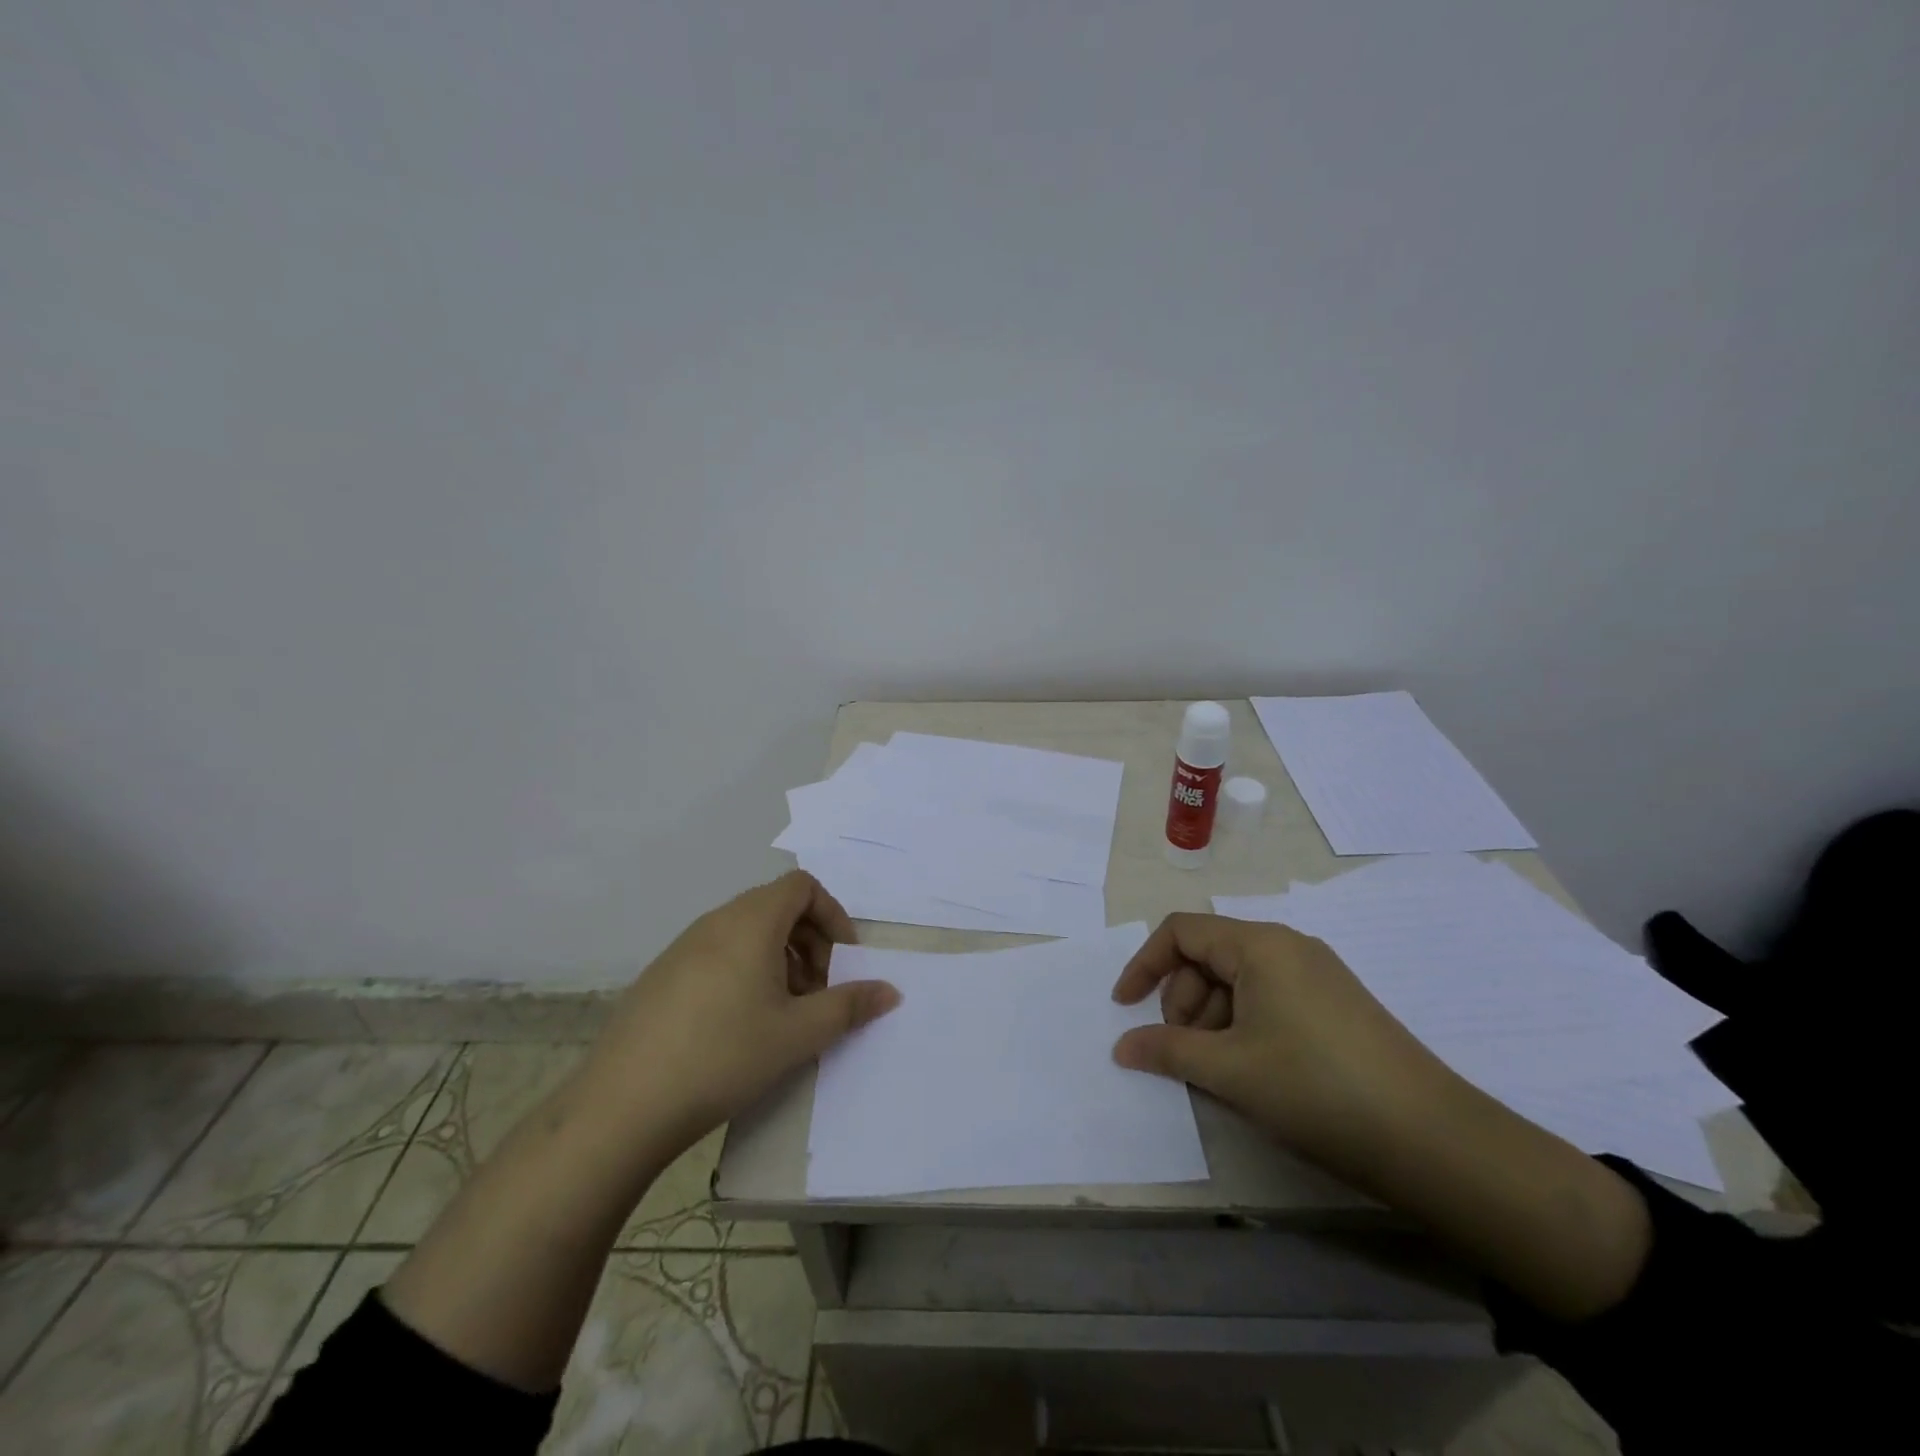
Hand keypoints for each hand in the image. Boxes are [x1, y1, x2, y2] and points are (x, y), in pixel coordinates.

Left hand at [580, 871, 900, 1160]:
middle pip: (776, 906)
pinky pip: (718, 953)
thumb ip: (850, 1006)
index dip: (832, 915)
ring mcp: (682, 947)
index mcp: (751, 921)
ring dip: (779, 959)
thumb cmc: (724, 1055)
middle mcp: (716, 921)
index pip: (802, 886)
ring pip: (747, 932)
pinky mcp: (661, 976)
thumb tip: (891, 991)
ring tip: (783, 1012)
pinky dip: (745, 971)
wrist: (624, 1105)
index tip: (843, 960)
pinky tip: (739, 1026)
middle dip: (810, 941)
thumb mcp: (798, 1033)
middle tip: (818, 991)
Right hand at [1110, 913, 1454, 1174]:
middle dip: (1181, 1000)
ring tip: (1218, 1071)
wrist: (1433, 1140)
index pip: (1182, 931)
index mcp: (1259, 945)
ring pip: (1238, 980)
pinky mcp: (1335, 1006)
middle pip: (1209, 955)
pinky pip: (1269, 999)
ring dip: (1211, 1019)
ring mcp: (1316, 976)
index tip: (1126, 1007)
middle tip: (1183, 1052)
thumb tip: (1122, 1046)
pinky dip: (1243, 1027)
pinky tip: (1251, 1071)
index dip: (1145, 964)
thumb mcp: (1230, 1070)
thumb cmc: (1316, 1088)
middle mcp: (1287, 947)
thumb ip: (1167, 1051)